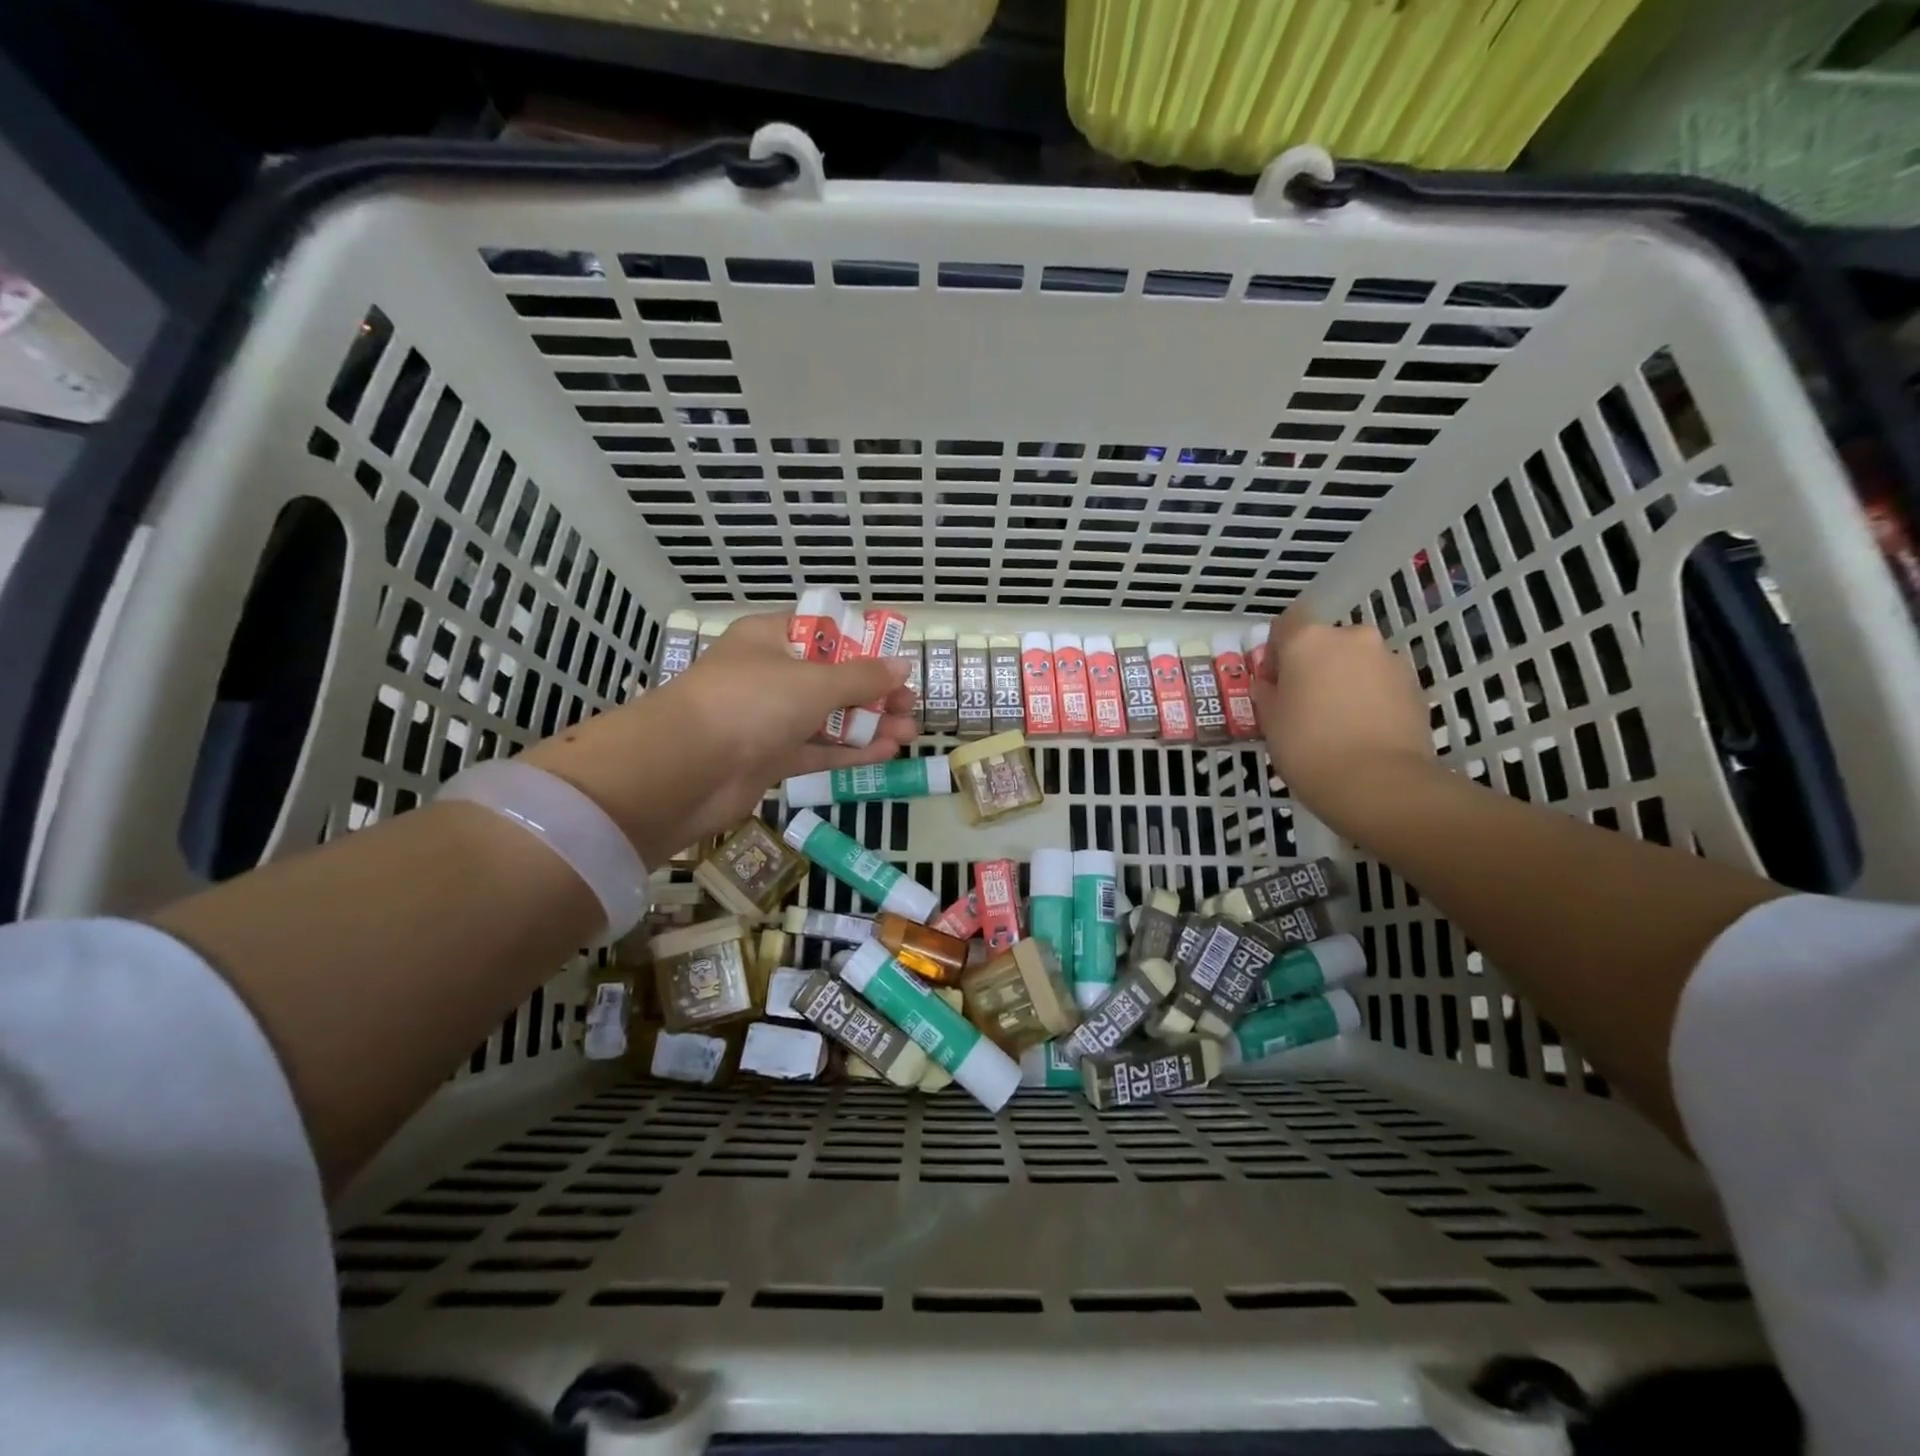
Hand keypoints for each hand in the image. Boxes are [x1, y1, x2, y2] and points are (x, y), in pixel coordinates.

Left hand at [522, 612, 915, 865]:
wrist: (686, 769)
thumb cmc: (751, 703)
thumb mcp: (814, 682)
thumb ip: (862, 676)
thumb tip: (901, 666)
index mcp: (770, 638)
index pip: (823, 632)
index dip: (862, 643)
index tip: (896, 658)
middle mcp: (768, 675)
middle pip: (831, 678)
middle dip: (873, 691)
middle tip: (910, 704)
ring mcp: (767, 719)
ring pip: (827, 717)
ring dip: (867, 724)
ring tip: (909, 732)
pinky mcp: (769, 758)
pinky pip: (816, 750)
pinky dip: (849, 751)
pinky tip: (885, 752)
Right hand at [1253, 611, 1433, 835]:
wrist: (1378, 783)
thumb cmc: (1308, 747)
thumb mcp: (1269, 722)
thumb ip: (1268, 693)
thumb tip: (1273, 684)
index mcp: (1308, 639)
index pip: (1287, 623)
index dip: (1278, 649)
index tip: (1274, 680)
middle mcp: (1351, 637)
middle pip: (1326, 642)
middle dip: (1316, 665)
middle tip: (1305, 704)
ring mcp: (1388, 659)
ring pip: (1357, 662)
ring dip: (1346, 680)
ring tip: (1338, 722)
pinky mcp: (1415, 684)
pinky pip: (1381, 683)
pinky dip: (1371, 697)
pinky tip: (1363, 731)